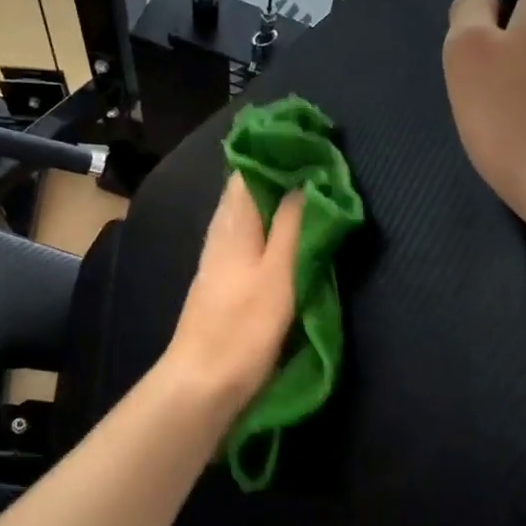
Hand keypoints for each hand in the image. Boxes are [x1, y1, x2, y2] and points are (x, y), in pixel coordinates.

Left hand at [163, 174, 304, 416]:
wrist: (202, 384)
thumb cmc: (243, 329)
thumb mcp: (278, 274)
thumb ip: (292, 226)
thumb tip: (306, 179)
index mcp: (233, 223)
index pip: (249, 170)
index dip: (277, 153)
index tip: (311, 141)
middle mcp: (222, 234)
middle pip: (249, 191)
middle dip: (281, 175)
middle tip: (322, 166)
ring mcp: (221, 259)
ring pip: (249, 216)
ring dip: (277, 202)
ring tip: (314, 194)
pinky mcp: (226, 283)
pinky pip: (251, 240)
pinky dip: (272, 229)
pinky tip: (289, 237)